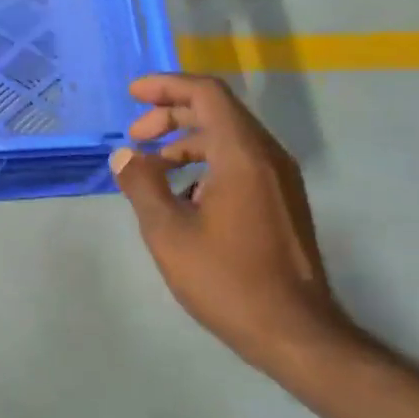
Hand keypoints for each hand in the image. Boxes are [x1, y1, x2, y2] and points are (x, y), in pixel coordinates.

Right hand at [111, 74, 352, 376]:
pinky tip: (183, 197)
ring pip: (230, 139)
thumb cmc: (226, 279)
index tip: (133, 94)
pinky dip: (207, 164)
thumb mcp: (168, 231)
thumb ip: (142, 184)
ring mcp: (280, 180)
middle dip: (172, 115)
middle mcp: (268, 157)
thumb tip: (125, 155)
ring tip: (152, 169)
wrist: (293, 331)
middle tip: (135, 137)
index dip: (167, 86)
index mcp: (242, 155)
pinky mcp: (282, 202)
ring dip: (187, 142)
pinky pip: (241, 163)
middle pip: (218, 113)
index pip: (206, 95)